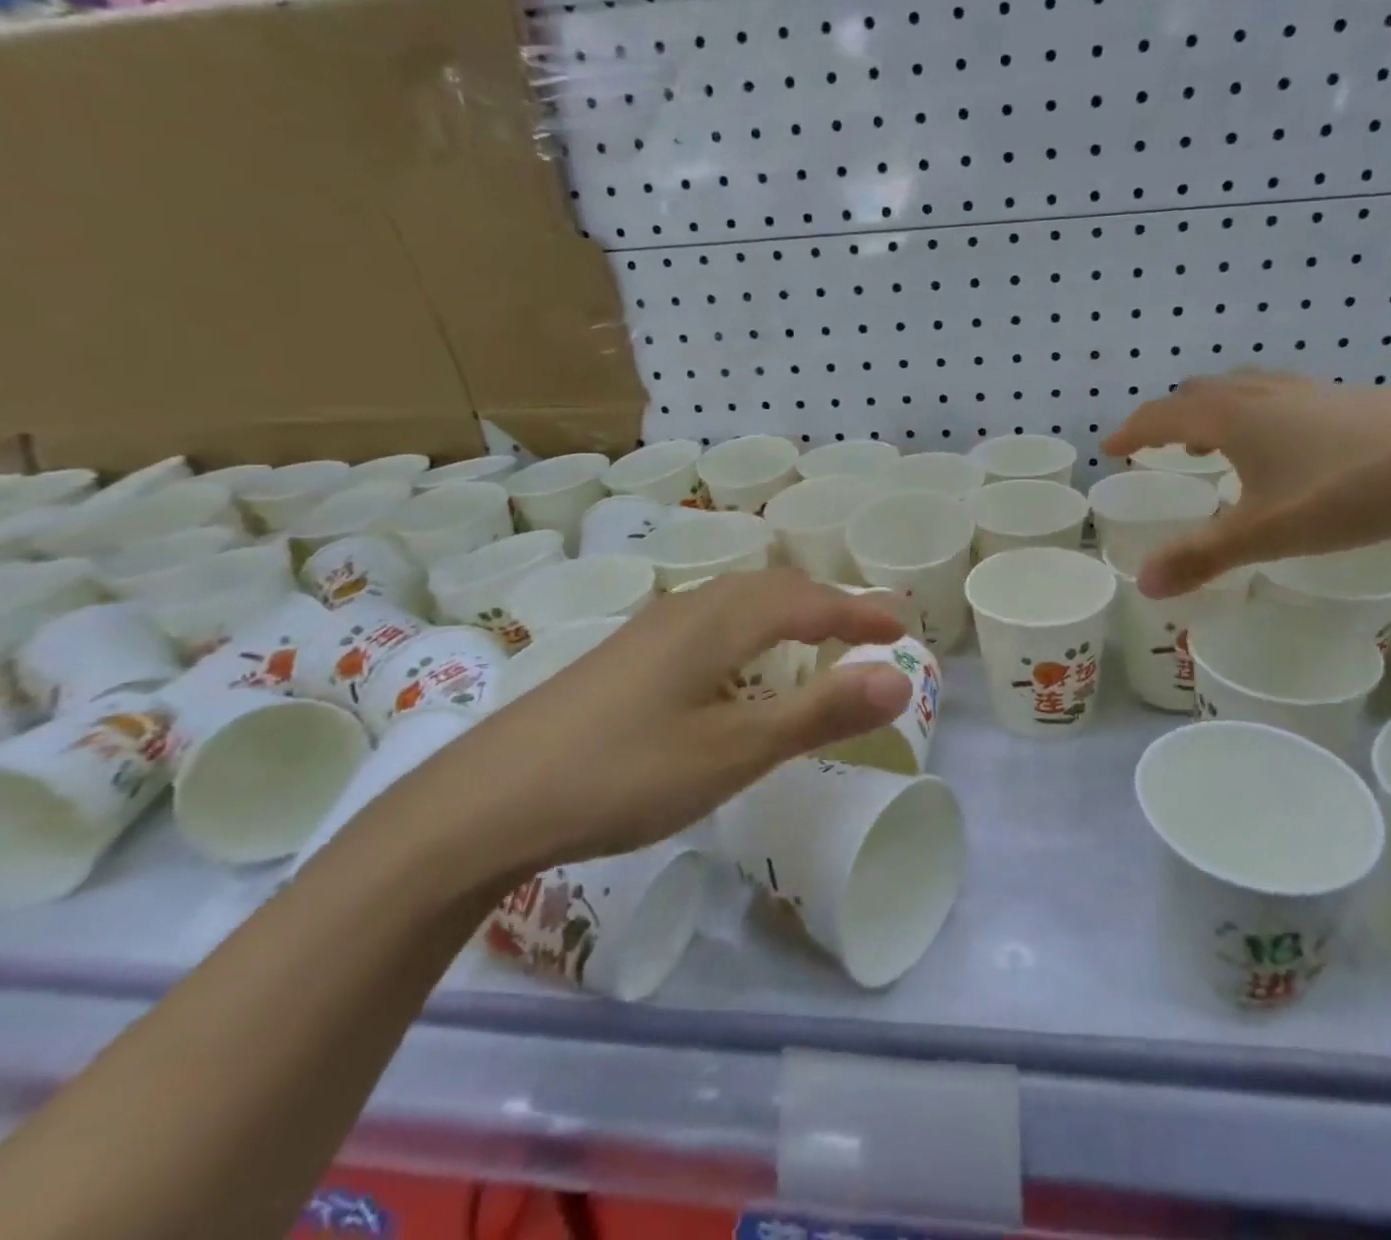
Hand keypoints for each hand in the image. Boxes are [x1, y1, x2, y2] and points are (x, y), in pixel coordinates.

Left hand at [406, 570, 911, 887]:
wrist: (487, 800)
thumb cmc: (624, 774)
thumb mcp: (734, 751)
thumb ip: (819, 713)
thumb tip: (900, 678)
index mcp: (719, 621)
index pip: (810, 602)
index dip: (860, 612)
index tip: (903, 626)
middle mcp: (686, 609)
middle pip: (773, 589)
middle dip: (828, 603)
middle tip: (868, 627)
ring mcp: (648, 629)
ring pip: (736, 601)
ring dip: (787, 610)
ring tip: (815, 636)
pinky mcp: (624, 655)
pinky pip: (708, 621)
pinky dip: (749, 628)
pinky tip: (737, 664)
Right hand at [1102, 372, 1390, 596]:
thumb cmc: (1347, 491)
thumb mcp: (1265, 532)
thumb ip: (1201, 557)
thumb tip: (1144, 584)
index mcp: (1231, 416)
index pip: (1162, 415)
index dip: (1132, 432)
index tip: (1111, 448)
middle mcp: (1263, 394)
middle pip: (1200, 392)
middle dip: (1171, 417)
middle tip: (1162, 447)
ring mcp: (1309, 392)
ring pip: (1243, 390)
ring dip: (1214, 412)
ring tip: (1215, 445)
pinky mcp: (1349, 400)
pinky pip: (1281, 398)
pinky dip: (1258, 416)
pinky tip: (1285, 449)